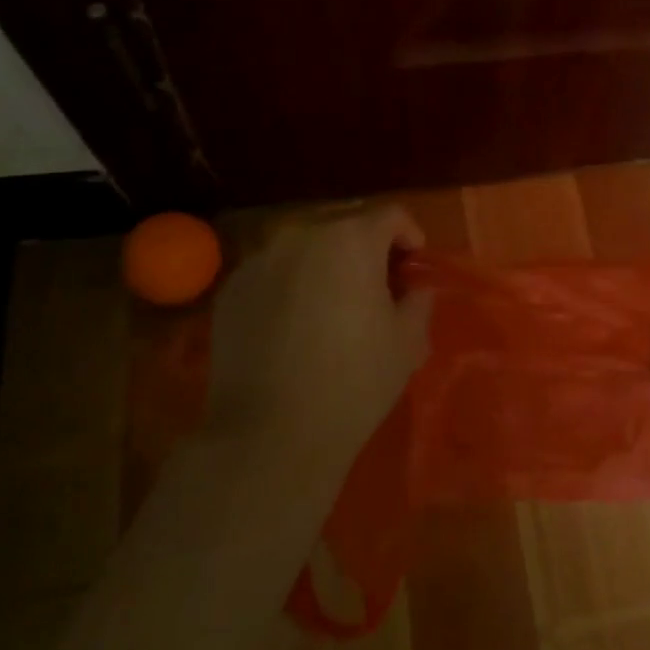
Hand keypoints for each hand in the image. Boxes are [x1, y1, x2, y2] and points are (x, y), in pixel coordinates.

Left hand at [201, 203, 432, 479]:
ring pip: (305, 245)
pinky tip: (295, 323)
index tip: (414, 266)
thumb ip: (418, 299)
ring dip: (326, 262)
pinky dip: (291, 283)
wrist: (268, 434)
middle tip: (378, 284)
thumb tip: (412, 287)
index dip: (410, 236)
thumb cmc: (353, 382)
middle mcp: (302, 234)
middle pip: (345, 222)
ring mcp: (260, 259)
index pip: (391, 215)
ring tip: (333, 302)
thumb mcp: (408, 341)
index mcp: (352, 238)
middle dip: (367, 245)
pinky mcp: (231, 289)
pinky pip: (273, 271)